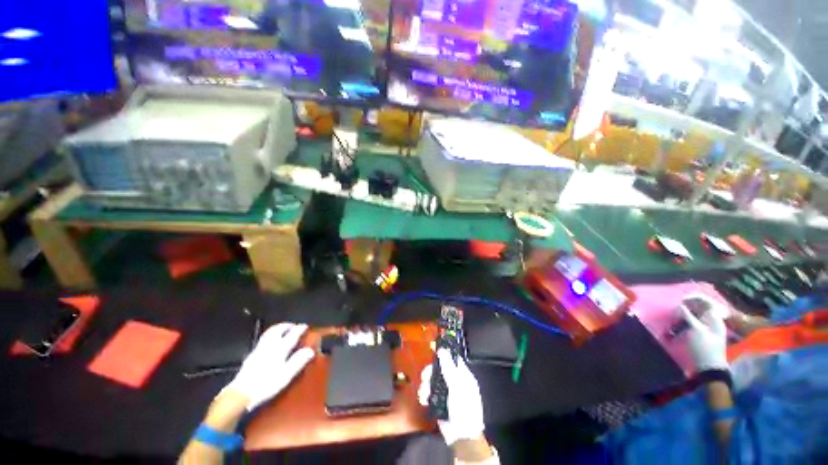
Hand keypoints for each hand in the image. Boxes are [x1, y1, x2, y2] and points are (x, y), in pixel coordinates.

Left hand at [224, 323, 314, 410]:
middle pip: (277, 330)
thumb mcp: (285, 375)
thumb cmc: (265, 385)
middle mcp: (269, 346)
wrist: (240, 394)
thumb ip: (298, 361)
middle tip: (293, 326)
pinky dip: (270, 336)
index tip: (305, 326)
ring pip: (268, 334)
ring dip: (277, 329)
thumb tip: (310, 350)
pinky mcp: (251, 356)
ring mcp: (258, 350)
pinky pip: (263, 340)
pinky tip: (270, 343)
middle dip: (286, 326)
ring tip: (282, 330)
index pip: (291, 335)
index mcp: (279, 349)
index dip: (299, 329)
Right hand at [418, 349, 485, 445]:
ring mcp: (446, 392)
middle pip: (439, 369)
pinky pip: (429, 393)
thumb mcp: (457, 386)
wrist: (462, 437)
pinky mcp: (438, 402)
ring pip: (432, 380)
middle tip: (425, 377)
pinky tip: (424, 399)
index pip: (453, 359)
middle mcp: (454, 381)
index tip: (433, 350)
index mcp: (463, 376)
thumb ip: (449, 367)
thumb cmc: (464, 408)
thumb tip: (442, 349)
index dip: (443, 354)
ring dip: (426, 385)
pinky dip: (425, 394)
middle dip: (430, 372)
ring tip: (424, 393)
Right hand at [681, 299, 728, 371]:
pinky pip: (694, 322)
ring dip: (686, 313)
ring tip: (676, 315)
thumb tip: (680, 305)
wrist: (709, 368)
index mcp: (715, 319)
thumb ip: (688, 316)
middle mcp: (713, 321)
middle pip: (702, 307)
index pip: (707, 302)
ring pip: (697, 314)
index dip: (695, 298)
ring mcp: (708, 328)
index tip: (681, 299)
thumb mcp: (696, 331)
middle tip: (677, 307)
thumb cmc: (704, 348)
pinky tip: (679, 323)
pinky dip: (686, 320)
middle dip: (689, 305)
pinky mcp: (702, 334)